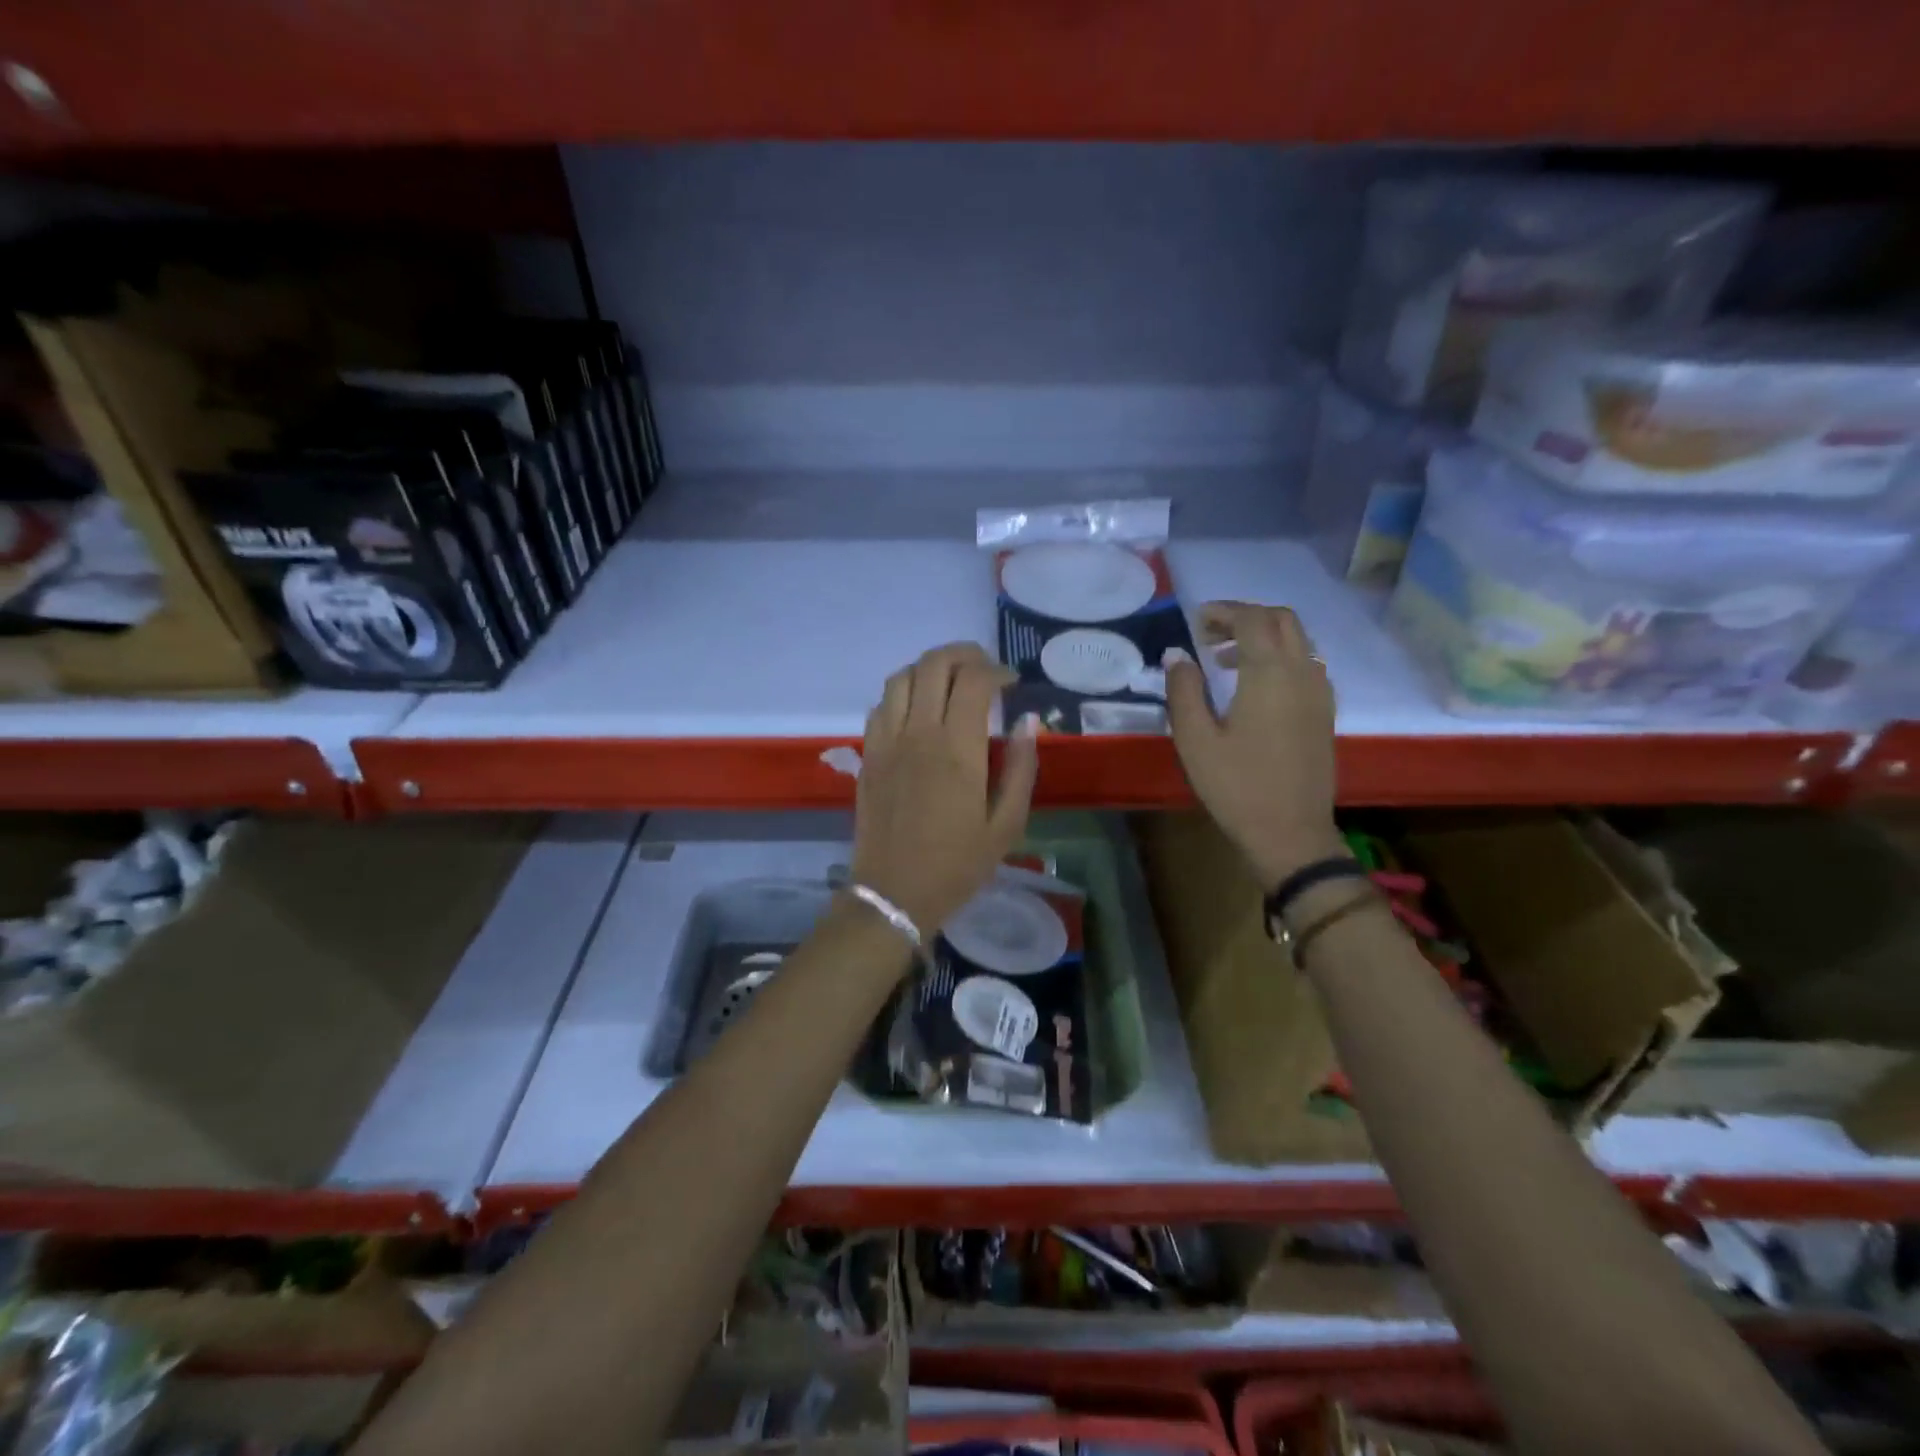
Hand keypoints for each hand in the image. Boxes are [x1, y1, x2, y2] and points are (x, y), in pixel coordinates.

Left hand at [851, 643, 1040, 936]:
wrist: (894, 894)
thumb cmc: (957, 865)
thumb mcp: (1006, 825)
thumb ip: (1021, 768)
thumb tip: (1027, 723)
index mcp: (957, 749)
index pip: (974, 680)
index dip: (996, 670)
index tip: (1011, 682)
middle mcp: (918, 733)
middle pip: (933, 664)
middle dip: (963, 654)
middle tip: (984, 668)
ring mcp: (886, 741)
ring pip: (901, 676)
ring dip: (929, 668)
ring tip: (950, 681)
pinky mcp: (867, 754)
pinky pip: (881, 704)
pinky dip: (903, 692)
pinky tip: (919, 710)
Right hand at [1164, 602, 1344, 886]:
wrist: (1291, 832)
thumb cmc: (1236, 786)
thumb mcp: (1195, 740)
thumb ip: (1183, 690)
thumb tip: (1176, 655)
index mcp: (1270, 674)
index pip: (1252, 620)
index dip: (1223, 612)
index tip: (1195, 621)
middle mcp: (1302, 673)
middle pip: (1282, 619)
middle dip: (1246, 616)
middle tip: (1209, 634)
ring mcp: (1319, 692)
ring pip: (1299, 640)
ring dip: (1264, 635)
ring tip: (1225, 660)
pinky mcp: (1324, 712)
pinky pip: (1307, 663)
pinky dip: (1280, 656)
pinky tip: (1254, 685)